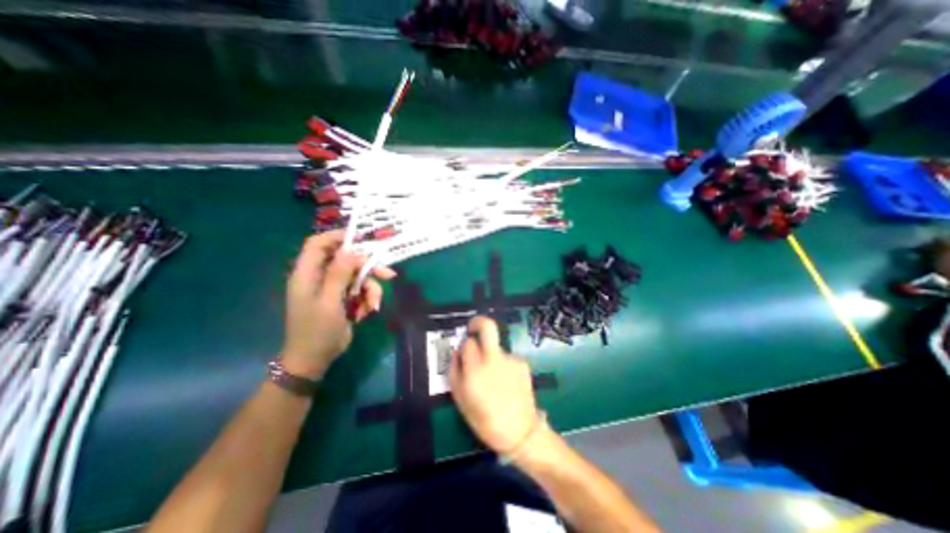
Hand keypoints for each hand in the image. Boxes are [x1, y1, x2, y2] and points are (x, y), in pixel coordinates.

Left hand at [280, 230, 394, 380]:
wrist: (315, 359)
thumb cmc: (317, 330)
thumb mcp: (330, 301)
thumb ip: (339, 274)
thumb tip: (350, 250)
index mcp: (307, 274)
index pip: (318, 244)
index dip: (337, 237)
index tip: (360, 239)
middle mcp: (319, 277)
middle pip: (346, 261)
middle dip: (367, 268)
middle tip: (387, 274)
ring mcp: (332, 289)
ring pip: (357, 277)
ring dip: (370, 289)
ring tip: (373, 305)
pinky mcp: (342, 299)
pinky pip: (359, 291)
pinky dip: (366, 299)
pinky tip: (366, 312)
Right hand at [449, 316, 536, 454]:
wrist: (521, 431)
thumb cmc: (485, 420)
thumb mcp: (461, 400)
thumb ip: (455, 372)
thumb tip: (456, 352)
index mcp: (476, 371)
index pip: (467, 343)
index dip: (464, 346)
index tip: (464, 353)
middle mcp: (494, 359)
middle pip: (488, 326)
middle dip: (478, 322)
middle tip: (472, 329)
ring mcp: (510, 359)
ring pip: (496, 346)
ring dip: (491, 354)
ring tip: (494, 378)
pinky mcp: (522, 363)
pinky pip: (506, 357)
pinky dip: (502, 364)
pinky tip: (505, 382)